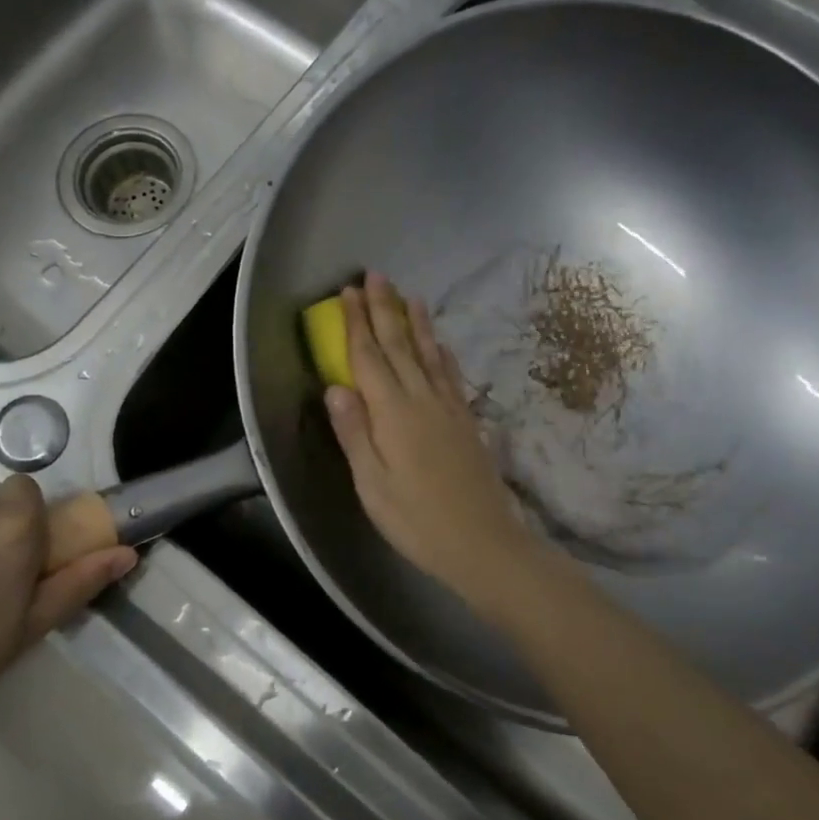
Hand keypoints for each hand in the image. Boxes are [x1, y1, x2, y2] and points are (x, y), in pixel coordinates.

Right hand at [325, 273, 552, 613]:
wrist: (484, 543)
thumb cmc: (417, 520)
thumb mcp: (372, 484)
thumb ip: (354, 433)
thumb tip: (335, 387)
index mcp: (393, 413)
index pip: (369, 357)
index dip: (357, 323)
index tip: (347, 292)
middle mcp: (422, 399)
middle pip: (400, 345)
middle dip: (384, 309)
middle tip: (374, 276)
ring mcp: (449, 408)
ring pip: (429, 353)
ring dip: (416, 322)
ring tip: (408, 294)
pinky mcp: (466, 421)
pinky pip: (450, 374)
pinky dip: (441, 351)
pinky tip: (439, 343)